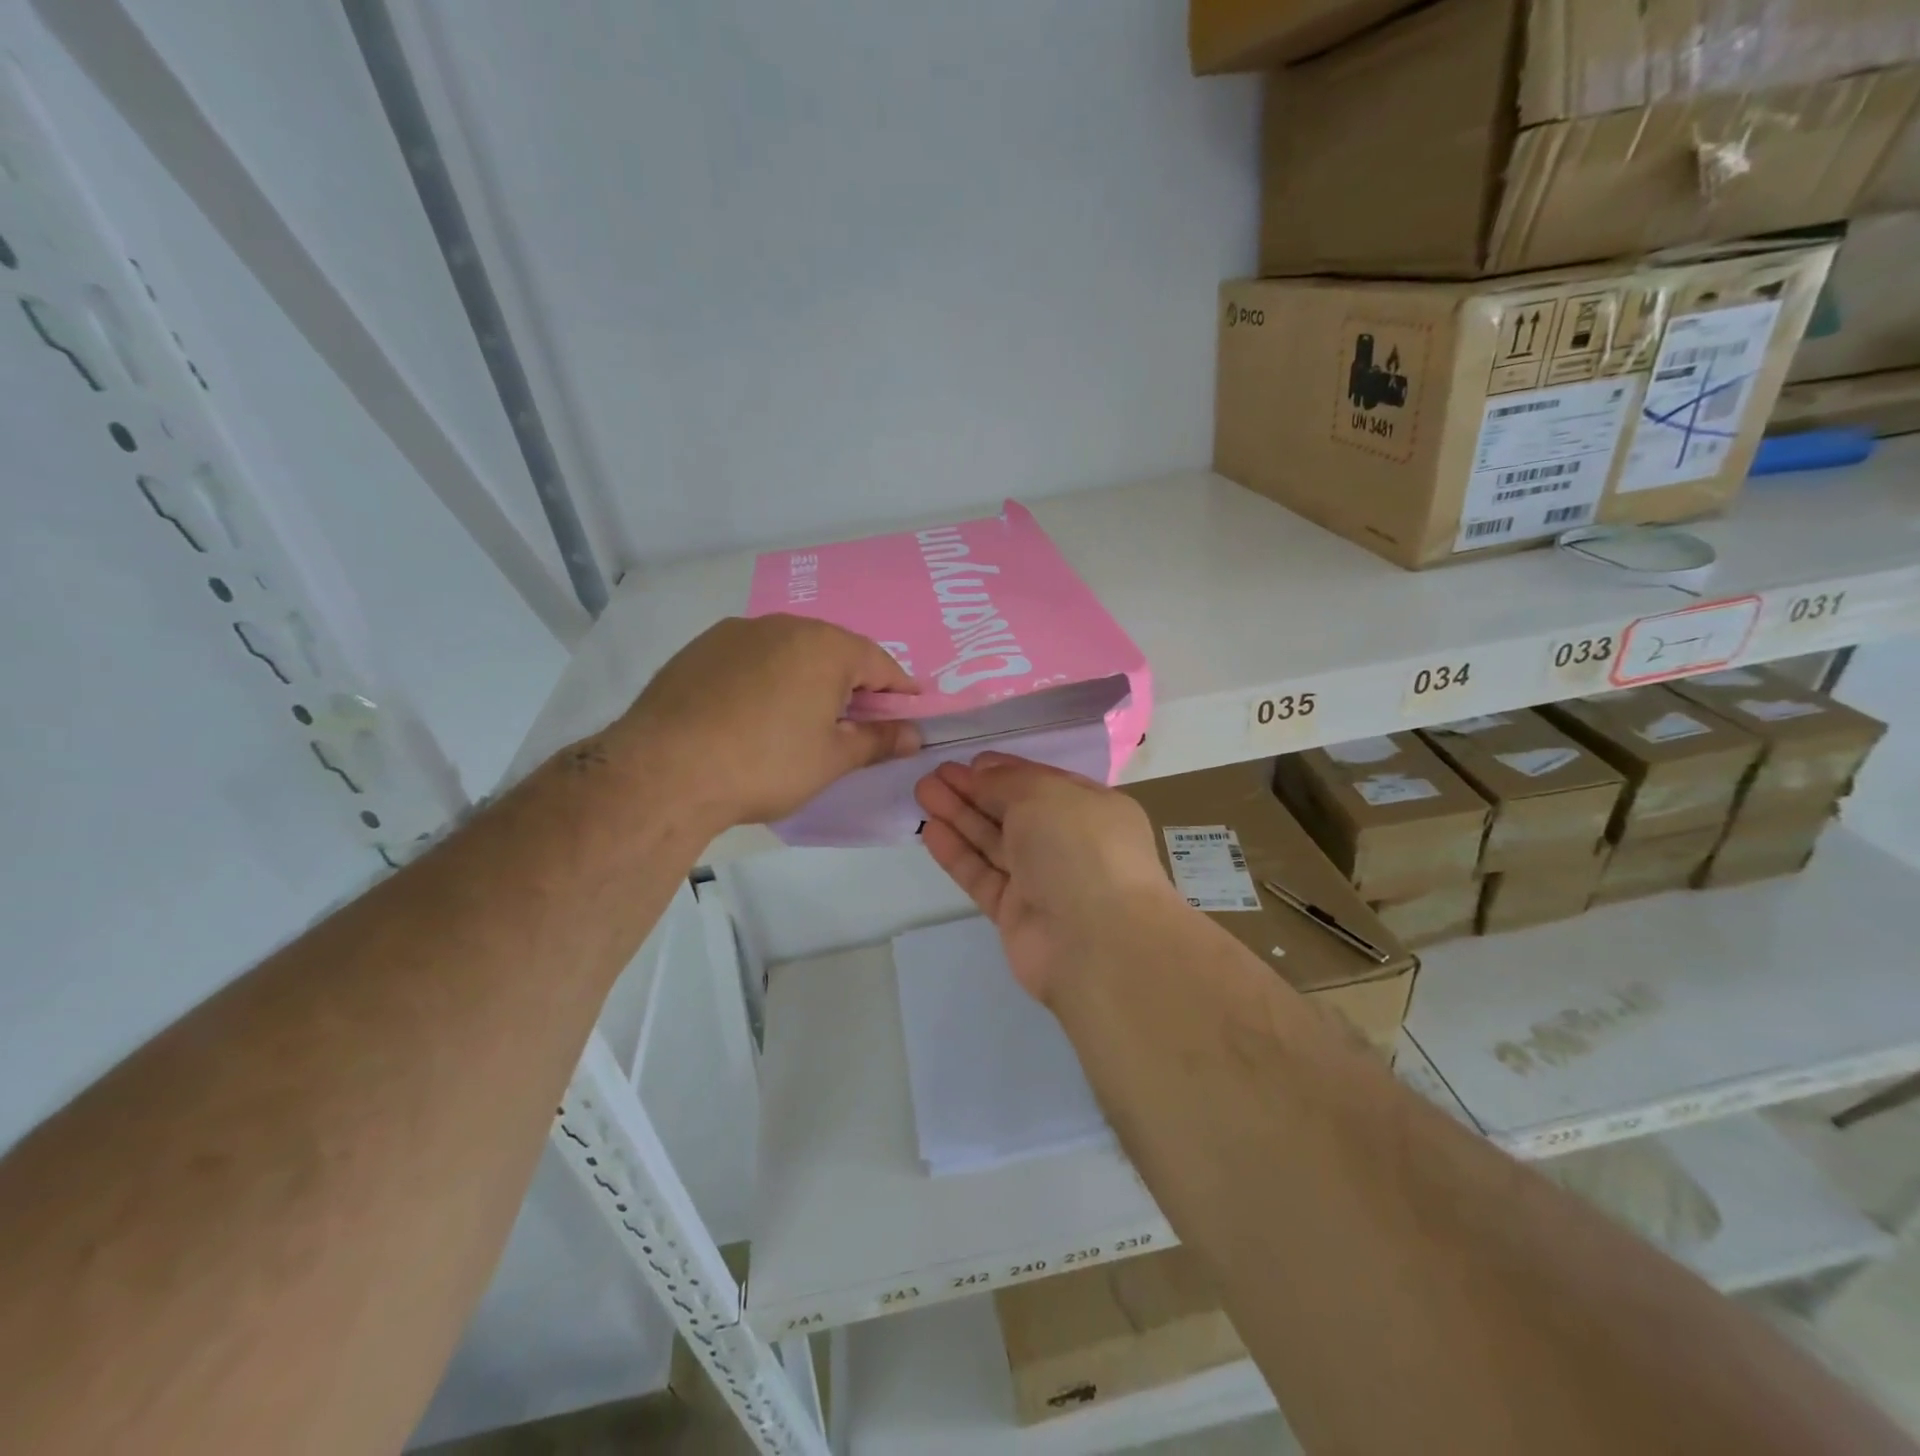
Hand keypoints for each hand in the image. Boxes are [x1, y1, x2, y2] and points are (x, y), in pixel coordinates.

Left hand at [620, 615, 920, 827]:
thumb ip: (878, 741)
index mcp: (824, 646)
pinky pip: (752, 658)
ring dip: (808, 678)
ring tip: (806, 717)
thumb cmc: (765, 764)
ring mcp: (736, 633)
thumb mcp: (831, 759)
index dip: (900, 688)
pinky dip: (767, 678)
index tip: (913, 707)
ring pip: (790, 651)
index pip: (879, 663)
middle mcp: (783, 626)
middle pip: (834, 651)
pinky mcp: (700, 649)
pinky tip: (756, 713)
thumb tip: (914, 735)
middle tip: (859, 719)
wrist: (663, 771)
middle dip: (852, 682)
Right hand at [914, 753, 1183, 1003]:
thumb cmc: (1079, 849)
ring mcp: (1042, 880)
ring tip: (922, 792)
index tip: (968, 761)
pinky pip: (982, 875)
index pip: (1041, 782)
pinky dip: (958, 853)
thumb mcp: (1043, 794)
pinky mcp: (1016, 913)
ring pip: (993, 842)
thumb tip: (982, 772)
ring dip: (959, 816)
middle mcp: (1068, 842)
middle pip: (1012, 811)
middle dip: (973, 791)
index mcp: (1091, 808)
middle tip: (933, 774)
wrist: (1096, 943)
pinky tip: (931, 831)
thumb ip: (1007, 781)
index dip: (1003, 770)